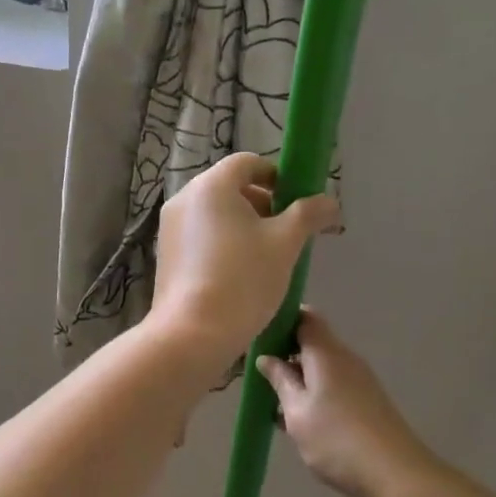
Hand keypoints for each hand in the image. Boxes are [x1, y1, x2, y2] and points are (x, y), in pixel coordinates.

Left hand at [149, 153, 339, 372]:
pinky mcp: (165, 253)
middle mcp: (184, 198)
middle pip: (230, 187)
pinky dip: (222, 242)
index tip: (296, 202)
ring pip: (215, 213)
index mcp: (211, 186)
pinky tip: (240, 273)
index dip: (277, 176)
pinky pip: (200, 235)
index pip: (248, 163)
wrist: (193, 333)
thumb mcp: (285, 244)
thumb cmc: (243, 279)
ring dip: (244, 225)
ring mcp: (170, 227)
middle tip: (287, 233)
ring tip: (267, 256)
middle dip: (263, 204)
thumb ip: (308, 215)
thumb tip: (330, 202)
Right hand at [257, 309, 438, 496]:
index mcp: (326, 352)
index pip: (304, 317)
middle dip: (285, 353)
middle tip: (258, 375)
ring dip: (298, 378)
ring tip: (273, 403)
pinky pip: (333, 385)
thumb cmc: (336, 439)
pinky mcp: (366, 401)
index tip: (258, 338)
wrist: (395, 475)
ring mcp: (359, 380)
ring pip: (321, 367)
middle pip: (312, 341)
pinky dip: (313, 394)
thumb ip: (280, 381)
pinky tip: (298, 421)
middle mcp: (345, 358)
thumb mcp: (297, 411)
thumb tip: (266, 358)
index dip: (281, 321)